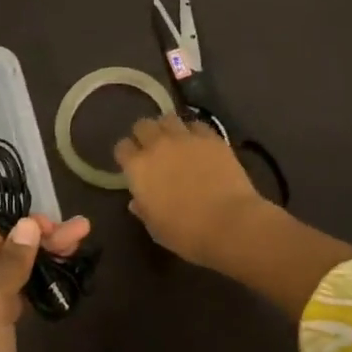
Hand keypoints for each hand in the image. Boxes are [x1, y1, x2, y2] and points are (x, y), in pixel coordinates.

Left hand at [0, 213, 91, 351]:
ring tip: (75, 252)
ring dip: (35, 269)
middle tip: (82, 233)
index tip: (65, 226)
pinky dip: (28, 297)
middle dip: (37, 247)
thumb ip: (10, 265)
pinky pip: (4, 313)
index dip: (24, 231)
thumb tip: (30, 224)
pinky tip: (50, 287)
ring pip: (2, 286)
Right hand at [113, 114, 269, 268]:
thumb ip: (143, 209)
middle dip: (145, 134)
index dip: (127, 154)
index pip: (122, 147)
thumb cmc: (187, 233)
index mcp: (138, 168)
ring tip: (175, 140)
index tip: (132, 164)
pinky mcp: (211, 137)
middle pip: (143, 125)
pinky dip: (194, 132)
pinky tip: (200, 144)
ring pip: (169, 118)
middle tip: (153, 148)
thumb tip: (137, 201)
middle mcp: (158, 145)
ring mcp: (186, 138)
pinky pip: (197, 125)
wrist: (229, 222)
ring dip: (168, 128)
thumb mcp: (156, 228)